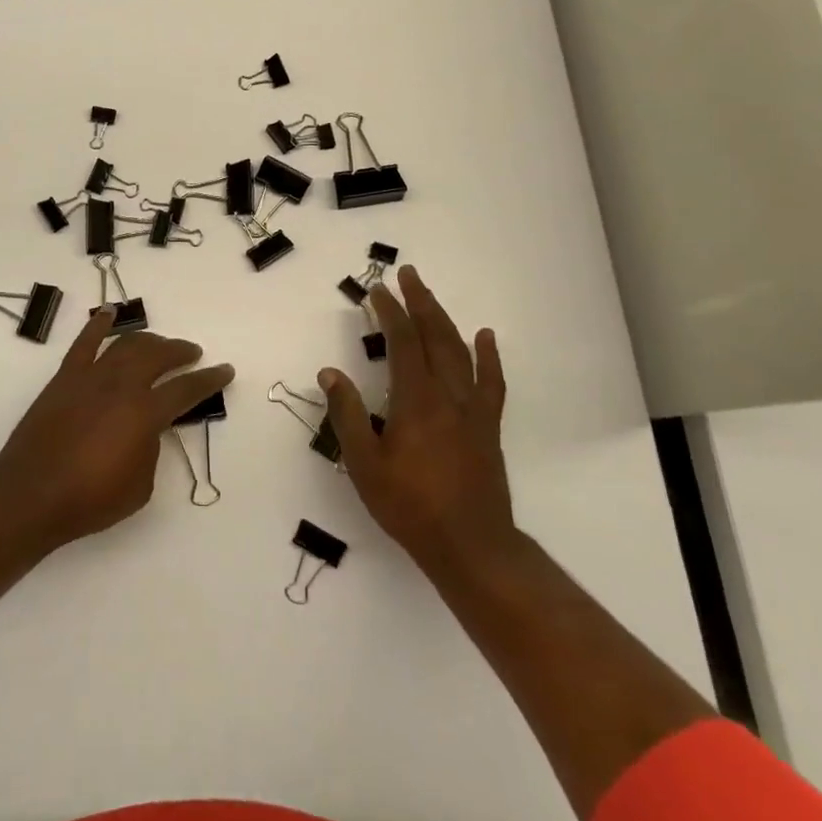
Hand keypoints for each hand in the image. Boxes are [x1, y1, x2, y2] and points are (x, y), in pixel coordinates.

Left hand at [0, 308, 233, 551]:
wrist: (31, 496)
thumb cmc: (90, 499)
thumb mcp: (140, 486)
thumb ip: (151, 450)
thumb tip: (146, 429)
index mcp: (145, 413)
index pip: (186, 389)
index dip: (209, 379)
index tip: (225, 370)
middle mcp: (121, 385)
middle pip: (158, 356)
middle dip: (180, 351)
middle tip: (193, 354)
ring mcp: (91, 377)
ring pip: (126, 345)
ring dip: (148, 340)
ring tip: (160, 344)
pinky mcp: (65, 378)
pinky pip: (84, 343)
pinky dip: (98, 325)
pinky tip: (108, 313)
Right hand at [320, 266, 517, 576]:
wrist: (470, 545)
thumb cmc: (410, 505)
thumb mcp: (364, 464)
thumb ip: (347, 415)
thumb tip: (330, 373)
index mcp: (416, 399)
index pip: (402, 342)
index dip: (390, 311)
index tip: (377, 289)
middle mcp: (448, 394)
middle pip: (435, 336)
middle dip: (419, 302)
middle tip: (407, 275)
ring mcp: (472, 408)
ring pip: (460, 351)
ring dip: (444, 319)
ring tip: (430, 296)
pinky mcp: (487, 426)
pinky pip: (491, 381)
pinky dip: (489, 356)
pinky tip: (485, 337)